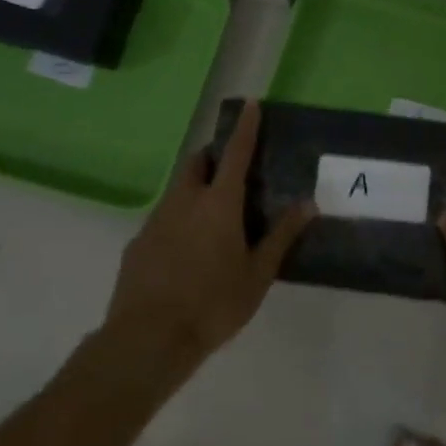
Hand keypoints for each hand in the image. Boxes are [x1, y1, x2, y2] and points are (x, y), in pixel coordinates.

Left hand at [102, 101, 314, 366]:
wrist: (147, 341)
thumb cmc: (212, 304)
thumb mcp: (258, 274)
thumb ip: (281, 236)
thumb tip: (308, 203)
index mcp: (219, 204)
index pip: (235, 153)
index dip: (245, 128)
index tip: (250, 104)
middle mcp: (184, 201)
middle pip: (197, 163)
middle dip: (213, 157)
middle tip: (230, 169)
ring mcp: (155, 221)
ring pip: (177, 190)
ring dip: (195, 188)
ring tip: (212, 216)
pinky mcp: (137, 244)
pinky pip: (162, 219)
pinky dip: (178, 220)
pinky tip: (185, 252)